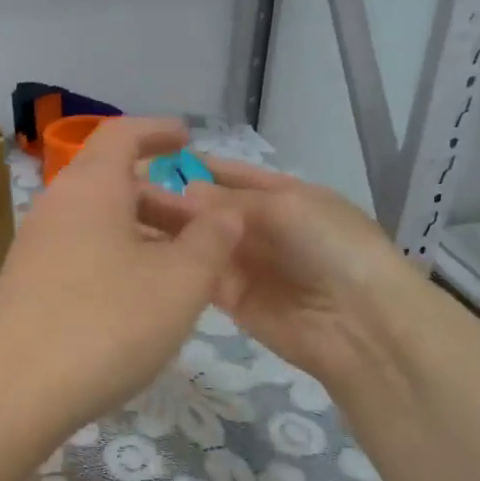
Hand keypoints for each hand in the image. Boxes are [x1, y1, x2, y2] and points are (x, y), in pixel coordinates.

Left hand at [0, 118, 243, 438]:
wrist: (13, 389)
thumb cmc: (107, 323)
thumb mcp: (180, 282)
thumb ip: (211, 242)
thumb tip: (224, 214)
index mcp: (90, 187)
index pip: (121, 134)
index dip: (157, 131)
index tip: (186, 138)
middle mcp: (55, 206)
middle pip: (110, 183)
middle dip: (161, 198)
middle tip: (202, 230)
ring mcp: (33, 247)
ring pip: (96, 223)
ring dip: (139, 234)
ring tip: (179, 271)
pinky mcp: (24, 285)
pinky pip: (78, 254)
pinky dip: (114, 260)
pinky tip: (136, 301)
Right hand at [139, 156, 419, 382]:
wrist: (359, 323)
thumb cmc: (331, 247)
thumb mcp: (285, 207)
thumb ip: (230, 200)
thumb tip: (185, 193)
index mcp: (283, 195)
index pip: (232, 174)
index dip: (196, 165)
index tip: (151, 156)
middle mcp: (260, 226)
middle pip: (208, 208)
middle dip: (172, 197)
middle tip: (123, 189)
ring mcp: (245, 263)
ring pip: (198, 240)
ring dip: (166, 228)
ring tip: (120, 217)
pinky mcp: (230, 299)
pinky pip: (197, 273)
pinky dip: (173, 262)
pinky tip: (136, 251)